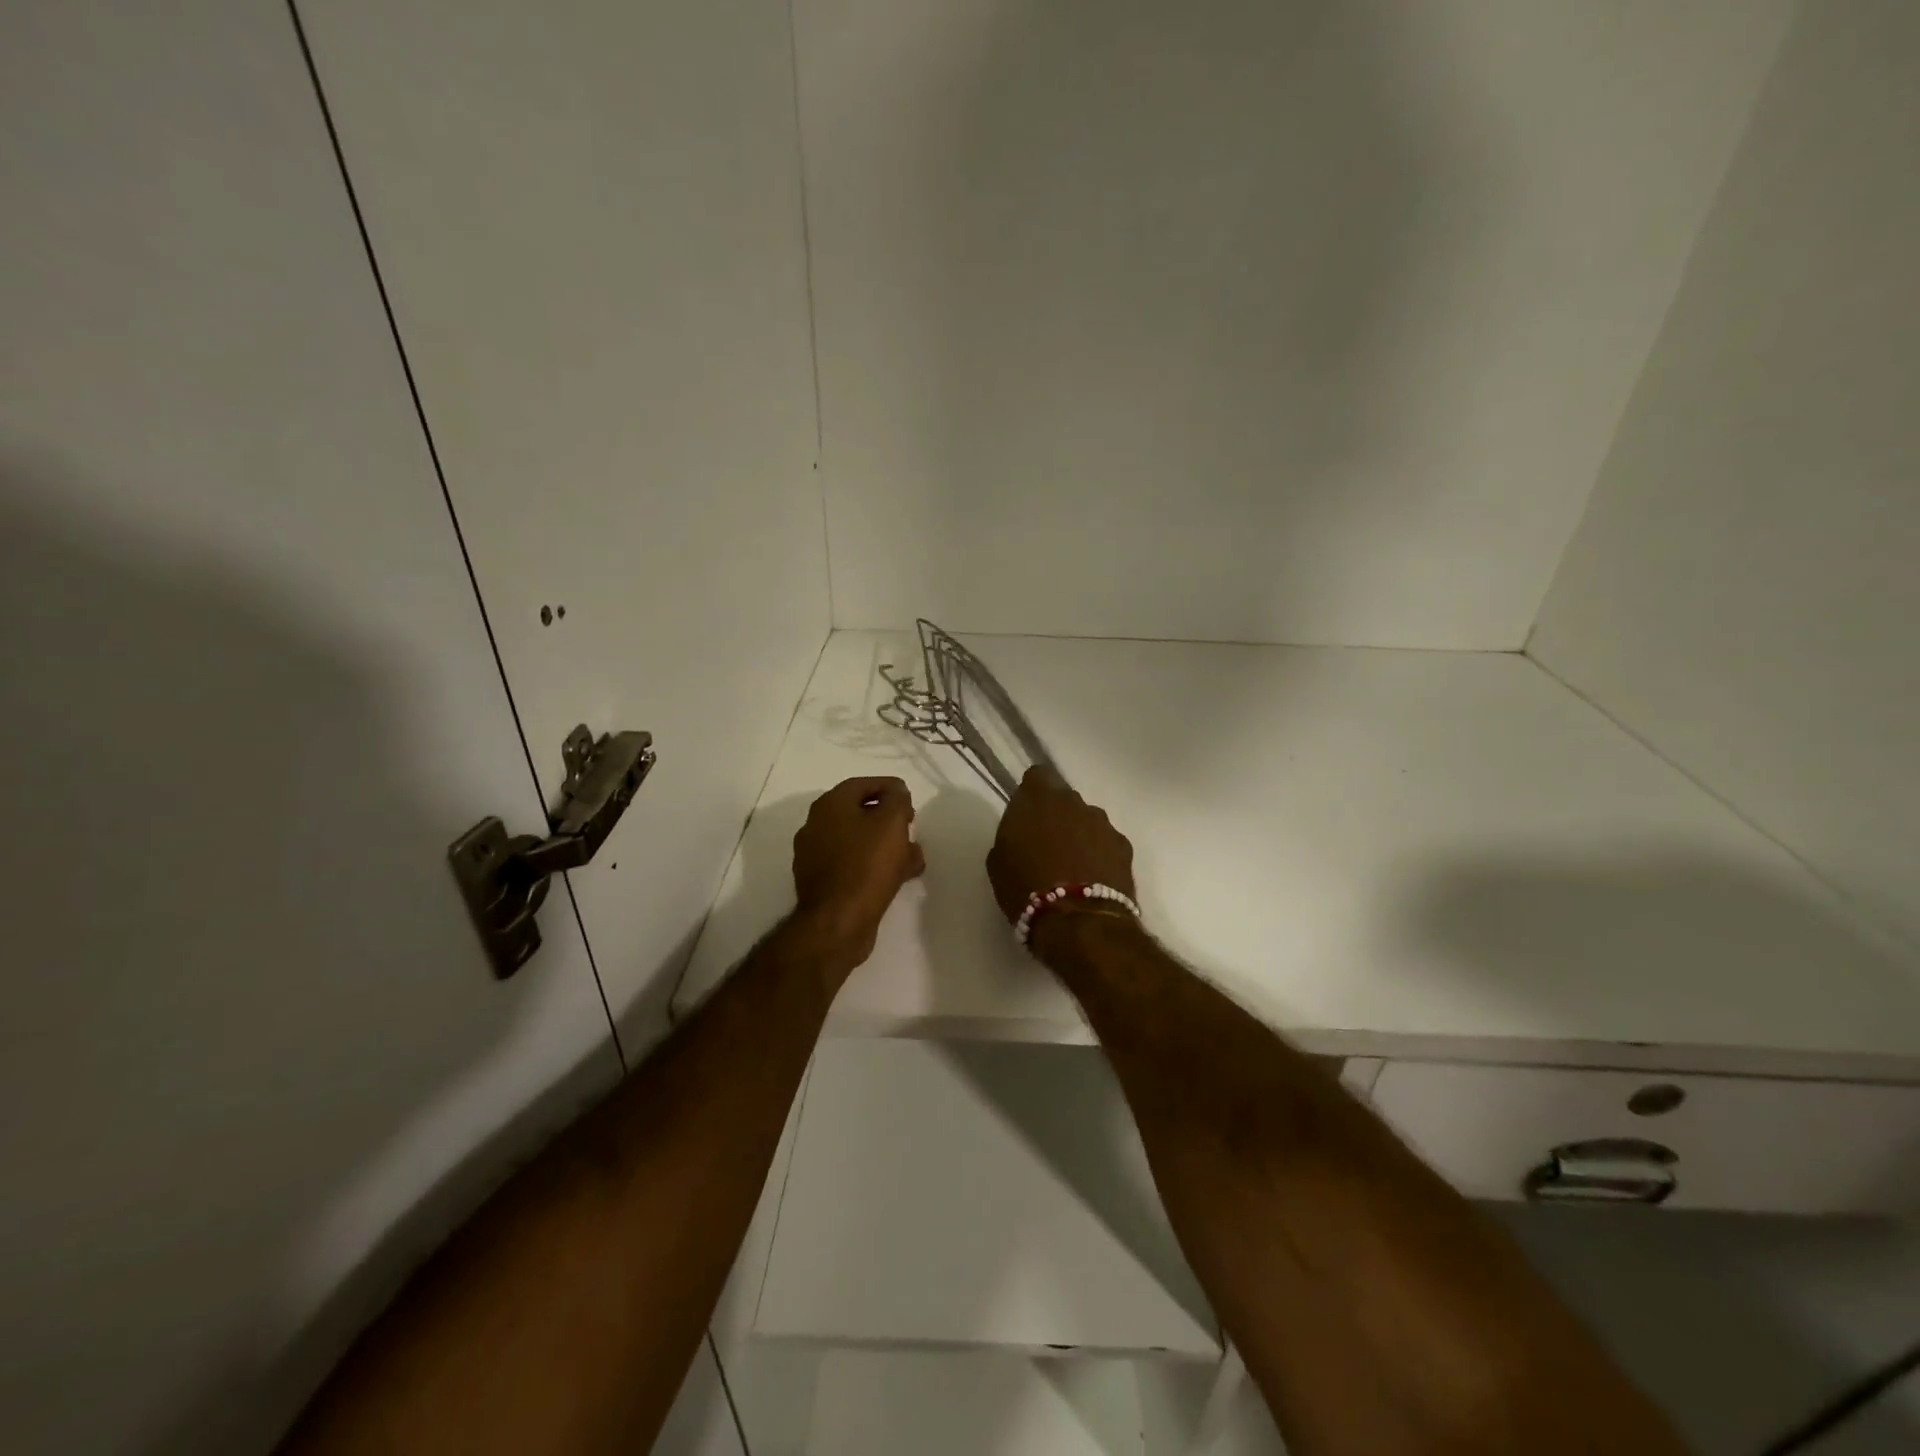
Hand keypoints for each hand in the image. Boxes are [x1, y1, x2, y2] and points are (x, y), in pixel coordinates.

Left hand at [791, 776, 925, 976]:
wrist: (838, 922)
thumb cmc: (866, 865)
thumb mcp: (891, 822)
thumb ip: (897, 799)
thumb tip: (896, 793)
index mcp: (829, 806)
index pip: (862, 784)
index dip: (890, 788)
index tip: (910, 799)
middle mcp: (816, 826)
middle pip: (859, 813)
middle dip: (890, 819)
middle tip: (911, 827)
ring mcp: (816, 856)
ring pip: (859, 841)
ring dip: (886, 845)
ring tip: (913, 857)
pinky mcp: (822, 883)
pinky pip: (853, 864)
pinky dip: (874, 865)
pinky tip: (898, 877)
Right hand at [986, 766, 1135, 925]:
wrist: (1079, 923)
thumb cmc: (1027, 890)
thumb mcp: (999, 861)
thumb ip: (1012, 834)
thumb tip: (1023, 832)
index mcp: (1040, 799)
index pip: (1038, 776)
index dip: (1032, 793)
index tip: (1026, 814)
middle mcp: (1075, 803)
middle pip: (1065, 799)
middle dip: (1056, 816)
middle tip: (1046, 845)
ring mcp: (1104, 824)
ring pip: (1087, 821)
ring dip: (1079, 835)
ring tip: (1071, 867)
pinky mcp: (1125, 848)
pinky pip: (1106, 843)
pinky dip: (1099, 855)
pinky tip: (1092, 879)